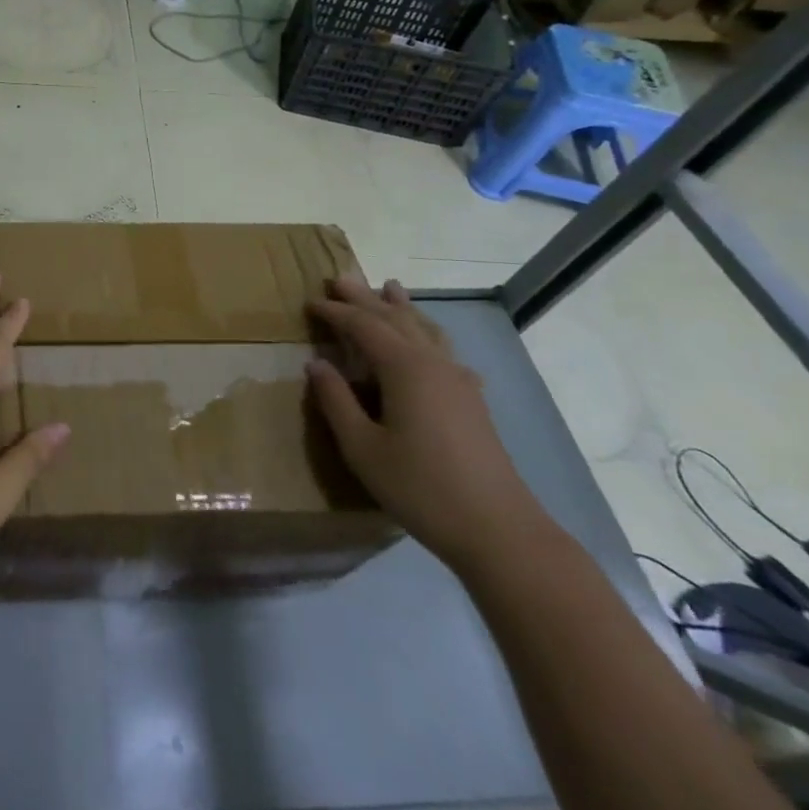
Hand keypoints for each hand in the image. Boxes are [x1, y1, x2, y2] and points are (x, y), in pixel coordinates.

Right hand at [308, 276, 551, 572]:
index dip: (335, 312)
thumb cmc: (420, 487)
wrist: (498, 530)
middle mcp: (432, 363)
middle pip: (395, 319)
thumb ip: (336, 401)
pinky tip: (431, 346)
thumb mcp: (362, 447)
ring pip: (425, 330)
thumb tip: (316, 363)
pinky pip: (444, 351)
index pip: (363, 326)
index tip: (310, 301)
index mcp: (404, 368)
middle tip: (341, 278)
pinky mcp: (471, 401)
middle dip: (366, 298)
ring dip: (402, 308)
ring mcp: (458, 381)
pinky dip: (427, 336)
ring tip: (390, 288)